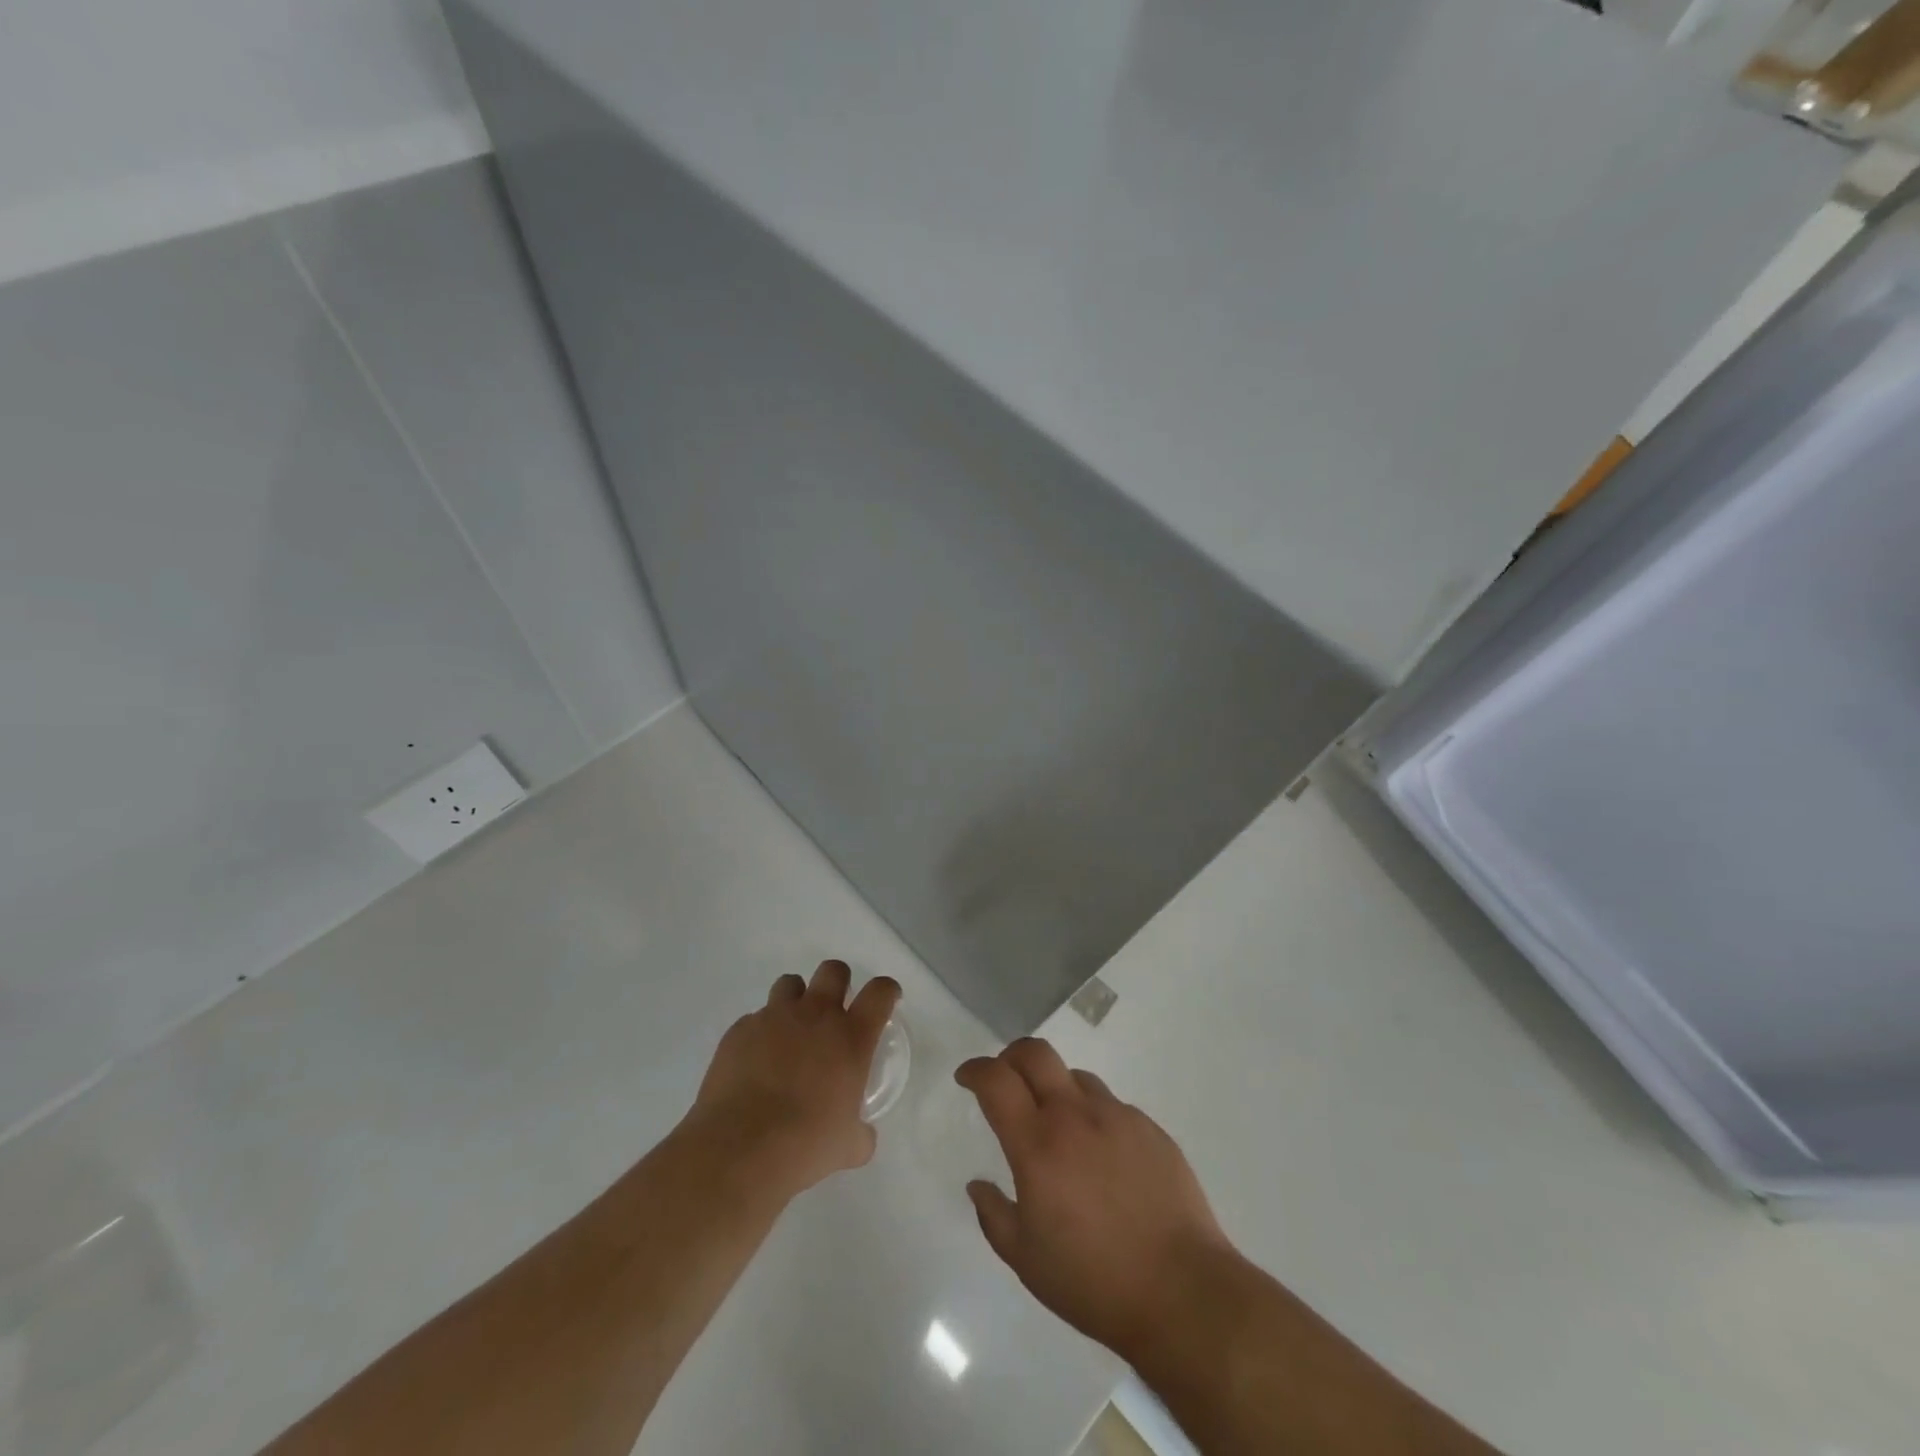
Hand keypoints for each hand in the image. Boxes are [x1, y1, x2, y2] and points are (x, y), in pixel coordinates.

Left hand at [687, 960, 900, 1198]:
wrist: (740, 1148)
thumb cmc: (806, 1145)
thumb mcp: (848, 1146)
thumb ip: (860, 1133)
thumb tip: (862, 1137)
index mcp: (851, 1037)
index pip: (880, 992)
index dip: (886, 991)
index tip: (885, 1000)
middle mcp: (816, 1015)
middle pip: (833, 970)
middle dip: (838, 982)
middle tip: (834, 1010)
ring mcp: (774, 1017)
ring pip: (790, 983)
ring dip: (796, 1000)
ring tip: (791, 1030)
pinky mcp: (740, 1030)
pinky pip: (754, 1019)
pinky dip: (760, 1033)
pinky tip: (755, 1062)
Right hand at [956, 1038, 1231, 1359]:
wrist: (1183, 1292)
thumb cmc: (1094, 1281)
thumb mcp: (1027, 1261)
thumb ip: (995, 1215)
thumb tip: (978, 1185)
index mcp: (1038, 1144)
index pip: (996, 1081)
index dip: (975, 1070)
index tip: (966, 1078)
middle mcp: (1075, 1116)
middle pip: (1036, 1053)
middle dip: (1011, 1056)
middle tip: (1004, 1080)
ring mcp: (1118, 1117)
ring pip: (1076, 1077)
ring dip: (1056, 1088)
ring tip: (1058, 1126)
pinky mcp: (1151, 1129)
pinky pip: (1112, 1107)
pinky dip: (1095, 1117)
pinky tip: (1103, 1158)